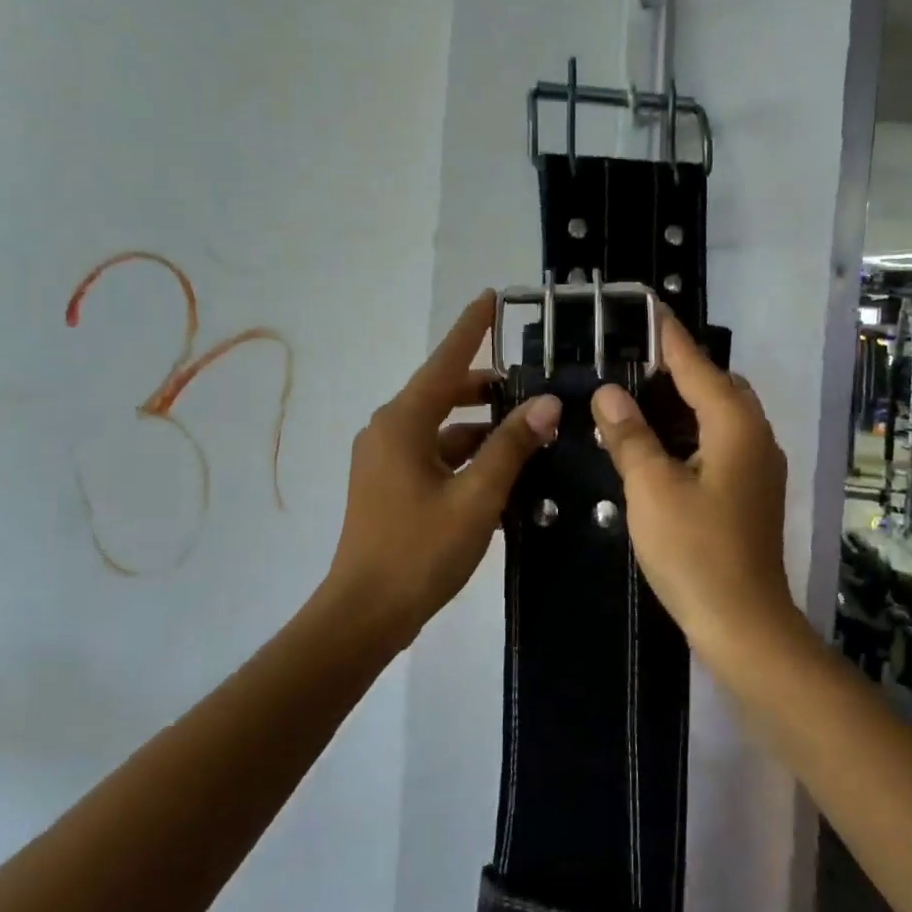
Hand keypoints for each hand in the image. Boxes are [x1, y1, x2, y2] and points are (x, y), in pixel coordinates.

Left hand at [324, 292, 561, 651]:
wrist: (365, 614)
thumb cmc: (420, 550)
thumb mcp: (476, 497)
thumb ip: (511, 446)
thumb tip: (546, 404)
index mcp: (403, 423)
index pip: (445, 362)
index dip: (470, 329)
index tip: (491, 297)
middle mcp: (388, 432)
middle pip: (443, 394)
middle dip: (486, 390)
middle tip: (531, 388)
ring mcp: (384, 461)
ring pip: (441, 430)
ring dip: (481, 432)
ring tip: (529, 438)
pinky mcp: (388, 487)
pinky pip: (433, 458)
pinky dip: (464, 460)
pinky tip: (501, 478)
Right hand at [591, 314, 799, 661]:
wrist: (744, 624)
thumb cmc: (695, 551)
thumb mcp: (651, 489)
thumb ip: (630, 436)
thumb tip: (608, 394)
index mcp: (735, 427)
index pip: (698, 366)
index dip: (670, 337)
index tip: (648, 307)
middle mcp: (756, 438)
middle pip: (718, 386)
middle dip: (679, 369)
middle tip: (632, 360)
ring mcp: (759, 468)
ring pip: (721, 417)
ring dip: (684, 403)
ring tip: (638, 397)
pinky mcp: (751, 493)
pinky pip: (721, 444)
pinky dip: (691, 433)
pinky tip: (659, 446)